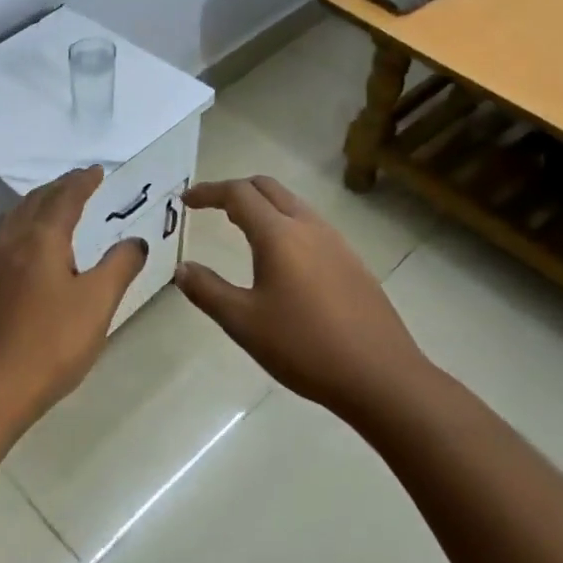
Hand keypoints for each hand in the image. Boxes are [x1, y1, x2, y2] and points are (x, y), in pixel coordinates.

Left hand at [0, 165, 146, 421]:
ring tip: (49, 207)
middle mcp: (9, 243)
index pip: (64, 198)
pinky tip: (17, 251)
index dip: (82, 182)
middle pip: (33, 203)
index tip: (97, 171)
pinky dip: (15, 233)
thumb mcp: (97, 304)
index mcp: (41, 240)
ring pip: (10, 221)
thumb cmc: (51, 345)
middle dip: (57, 188)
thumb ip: (119, 266)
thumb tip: (135, 241)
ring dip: (33, 206)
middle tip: (77, 183)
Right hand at [175, 176, 431, 420]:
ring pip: (293, 204)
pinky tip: (281, 258)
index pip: (238, 194)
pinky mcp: (352, 262)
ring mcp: (336, 242)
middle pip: (268, 188)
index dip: (208, 192)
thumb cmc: (304, 346)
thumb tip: (182, 269)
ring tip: (240, 228)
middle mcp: (309, 227)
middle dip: (235, 190)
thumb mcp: (244, 323)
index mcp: (279, 235)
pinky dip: (285, 224)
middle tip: (210, 207)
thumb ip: (208, 291)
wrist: (380, 375)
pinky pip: (311, 226)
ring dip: (263, 206)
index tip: (186, 201)